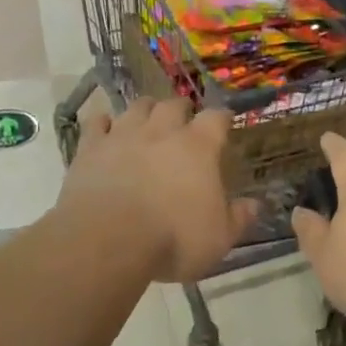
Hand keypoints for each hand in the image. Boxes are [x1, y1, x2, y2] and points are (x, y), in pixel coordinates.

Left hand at [55, 96, 256, 282]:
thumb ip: (238, 218)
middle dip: (182, 109)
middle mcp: (162, 131)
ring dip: (146, 110)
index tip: (224, 123)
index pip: (216, 118)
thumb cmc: (172, 238)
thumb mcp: (218, 239)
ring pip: (137, 107)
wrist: (107, 240)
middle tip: (184, 121)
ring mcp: (123, 135)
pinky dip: (103, 123)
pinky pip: (96, 123)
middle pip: (174, 105)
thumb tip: (254, 204)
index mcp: (198, 147)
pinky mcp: (90, 148)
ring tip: (148, 120)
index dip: (222, 119)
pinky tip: (105, 129)